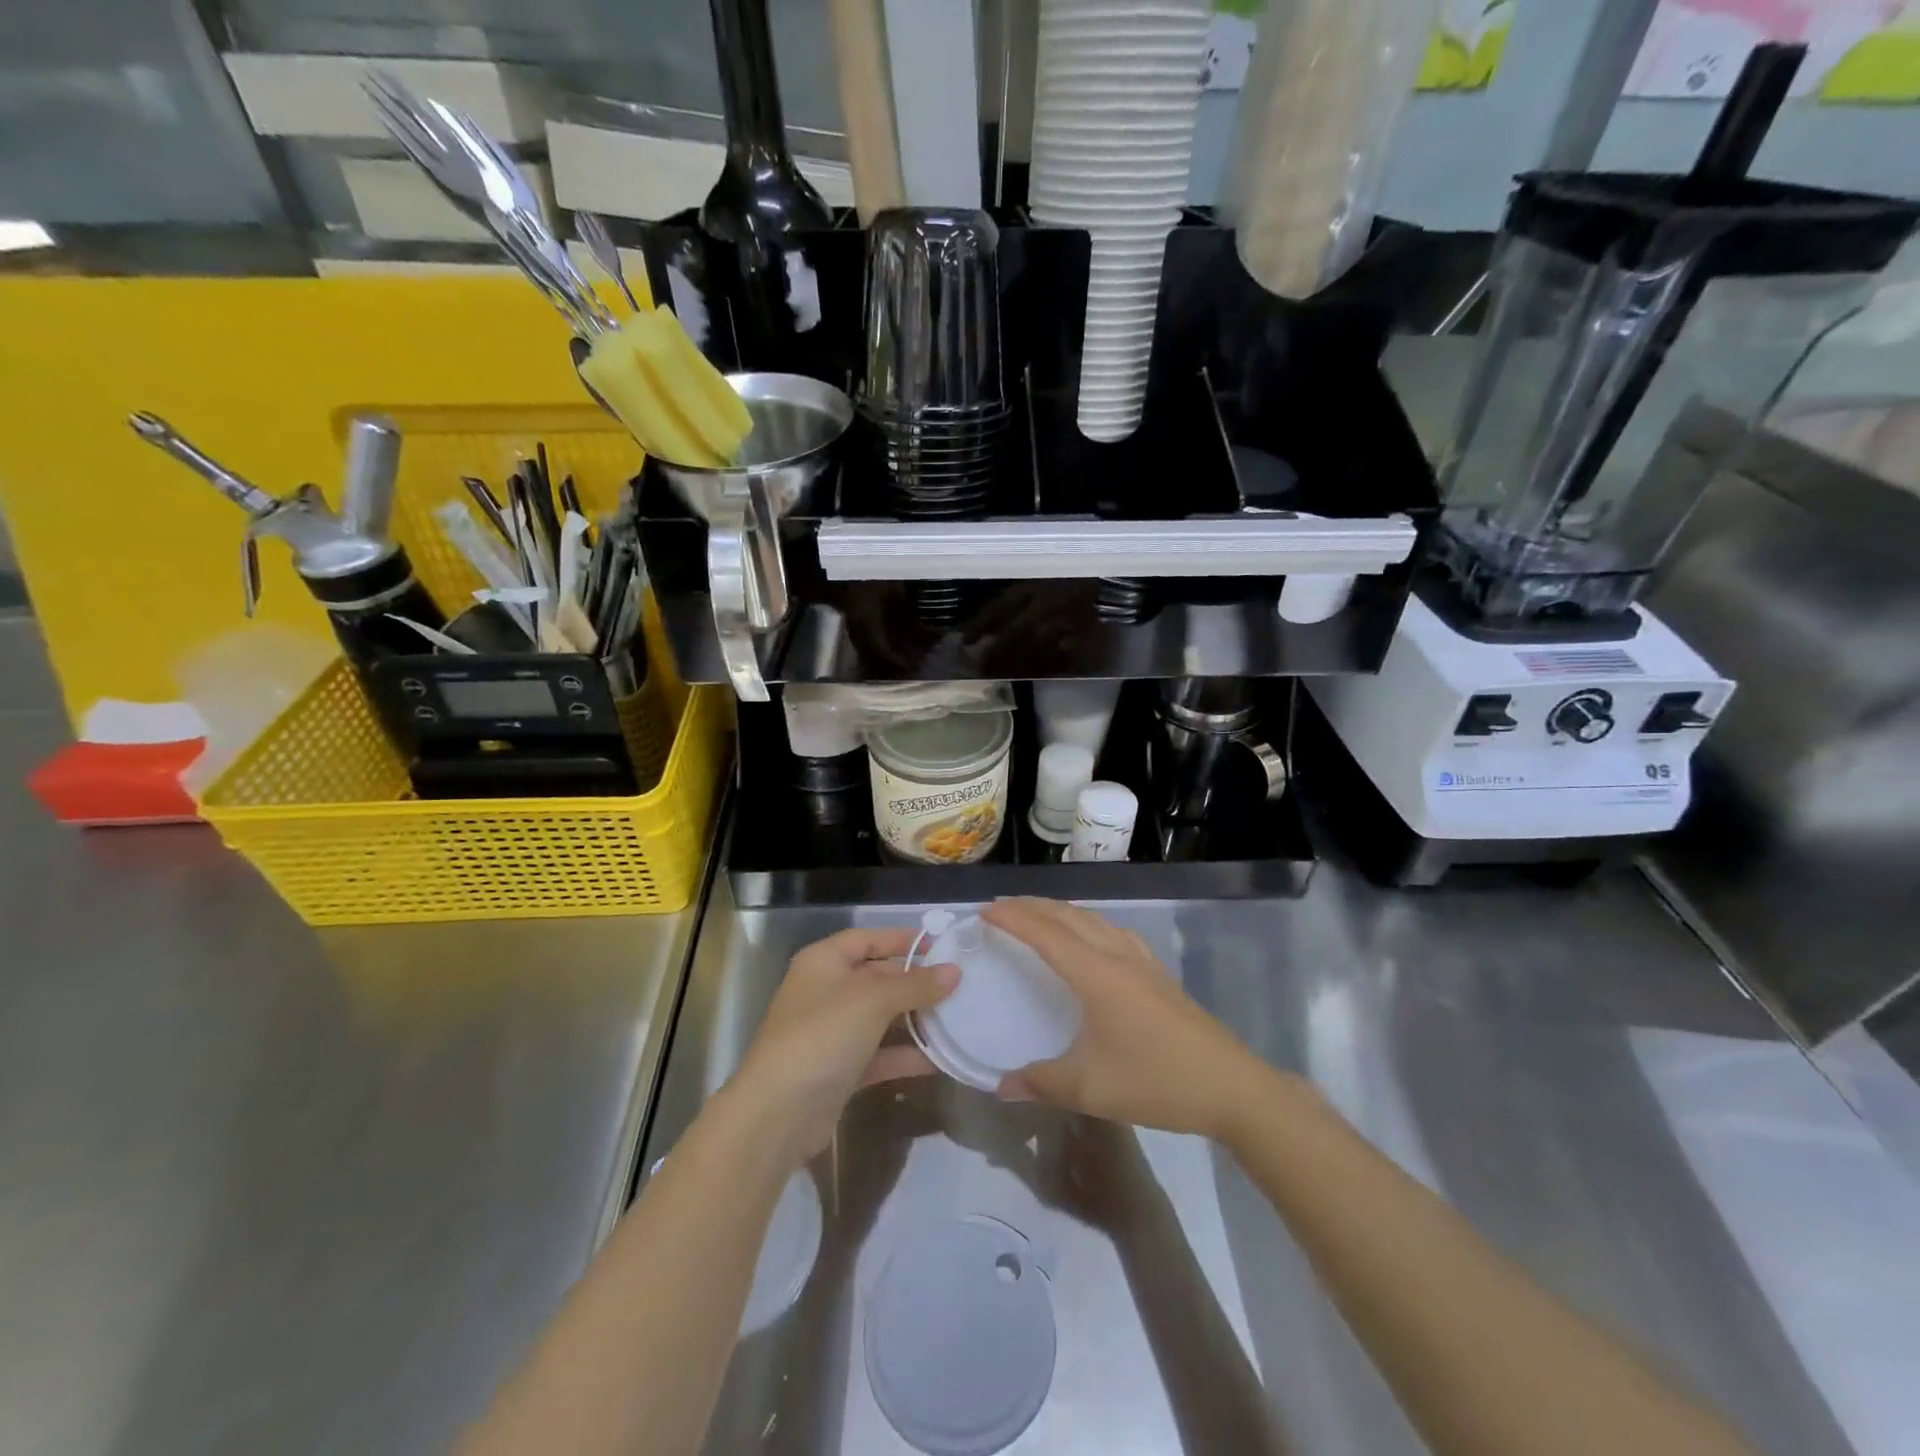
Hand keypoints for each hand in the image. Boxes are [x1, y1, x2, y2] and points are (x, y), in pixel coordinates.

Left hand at [725, 927, 957, 1167]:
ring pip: (881, 1018)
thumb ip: (915, 985)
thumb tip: (954, 971)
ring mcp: (832, 1033)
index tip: (942, 947)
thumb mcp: (872, 1001)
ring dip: (915, 1020)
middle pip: (877, 978)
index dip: (902, 940)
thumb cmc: (823, 1036)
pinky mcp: (840, 1070)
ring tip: (958, 1020)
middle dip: (916, 983)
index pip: (867, 939)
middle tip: (959, 986)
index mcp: (824, 962)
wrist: (777, 1115)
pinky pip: (879, 1054)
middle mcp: (826, 992)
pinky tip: (939, 1059)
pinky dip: (905, 1055)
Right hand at [983, 899, 1275, 1142]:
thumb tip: (1001, 1086)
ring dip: (1061, 913)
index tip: (984, 910)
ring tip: (1038, 917)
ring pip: (1094, 921)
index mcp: (1097, 974)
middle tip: (1001, 907)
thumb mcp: (1090, 1089)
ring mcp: (1143, 962)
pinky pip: (1114, 933)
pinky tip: (1091, 942)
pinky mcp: (1159, 974)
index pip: (1046, 933)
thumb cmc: (1156, 1081)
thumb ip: (1041, 1083)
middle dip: (1032, 906)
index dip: (1013, 918)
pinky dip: (1088, 925)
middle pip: (1069, 917)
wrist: (1231, 1087)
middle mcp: (1118, 956)